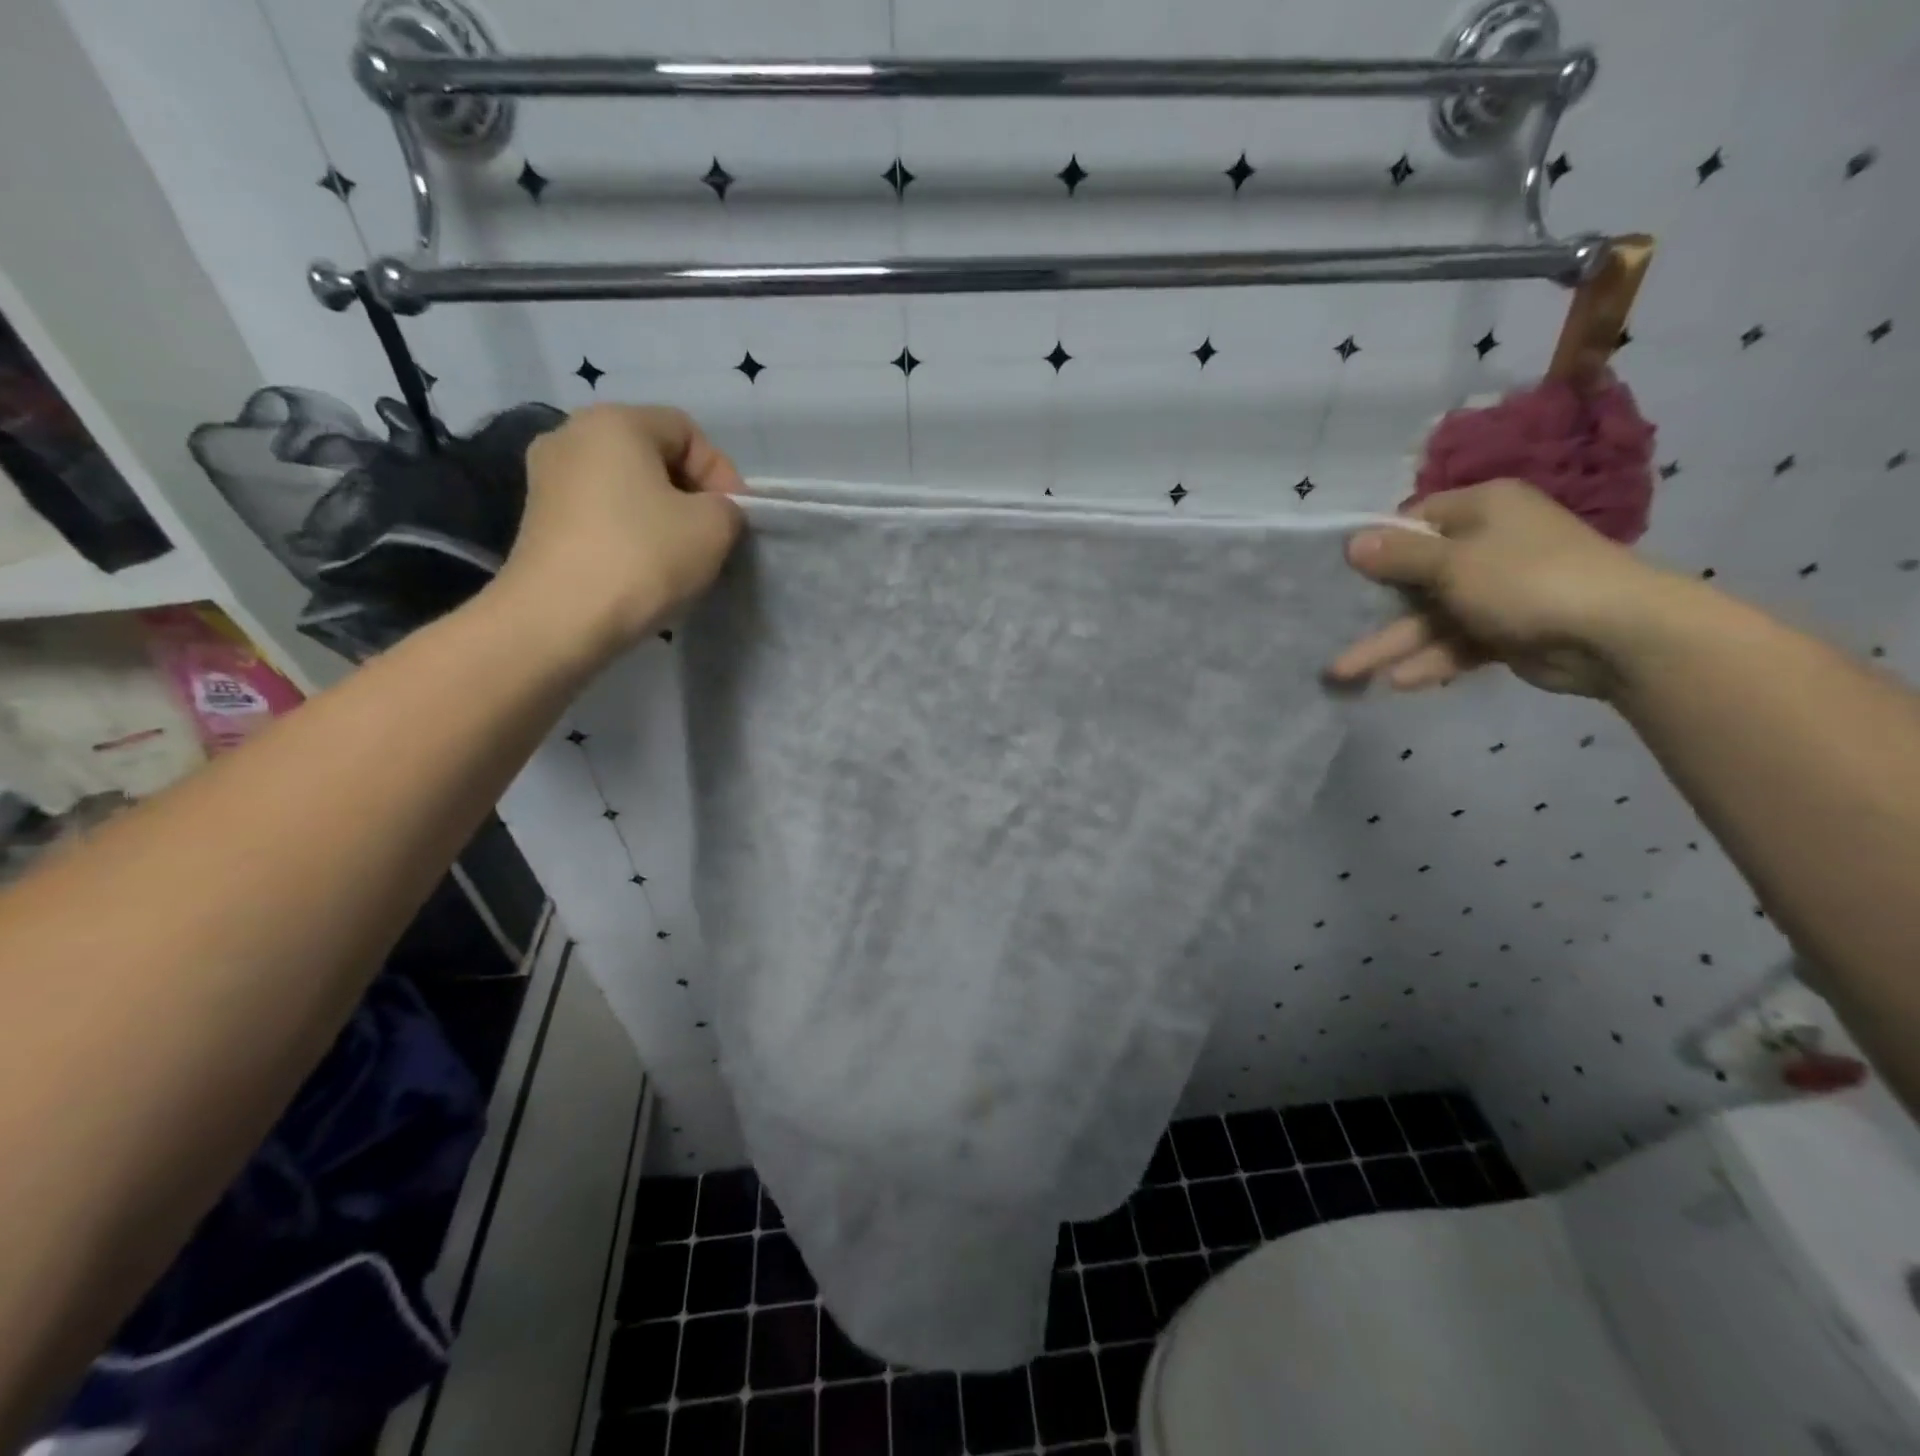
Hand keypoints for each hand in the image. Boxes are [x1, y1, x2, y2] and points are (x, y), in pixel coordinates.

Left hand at [495, 403, 743, 662]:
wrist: (559, 618)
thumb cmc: (643, 557)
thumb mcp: (714, 527)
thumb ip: (728, 508)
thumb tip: (713, 512)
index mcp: (615, 421)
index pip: (687, 431)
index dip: (722, 473)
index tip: (736, 519)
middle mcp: (571, 435)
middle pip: (652, 455)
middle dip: (691, 494)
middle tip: (714, 538)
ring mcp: (547, 478)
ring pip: (626, 487)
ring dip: (661, 516)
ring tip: (681, 557)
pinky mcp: (538, 520)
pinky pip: (600, 513)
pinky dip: (629, 533)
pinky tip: (643, 568)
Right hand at [1327, 479, 1689, 698]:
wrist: (1617, 634)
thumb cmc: (1527, 580)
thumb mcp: (1452, 564)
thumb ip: (1398, 556)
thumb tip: (1350, 541)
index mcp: (1482, 511)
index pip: (1416, 521)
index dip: (1380, 546)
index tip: (1346, 572)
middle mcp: (1488, 545)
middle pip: (1416, 577)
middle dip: (1375, 610)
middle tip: (1331, 631)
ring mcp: (1497, 590)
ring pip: (1430, 618)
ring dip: (1392, 645)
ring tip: (1345, 675)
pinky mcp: (1506, 630)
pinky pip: (1456, 642)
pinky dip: (1431, 660)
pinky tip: (1400, 682)